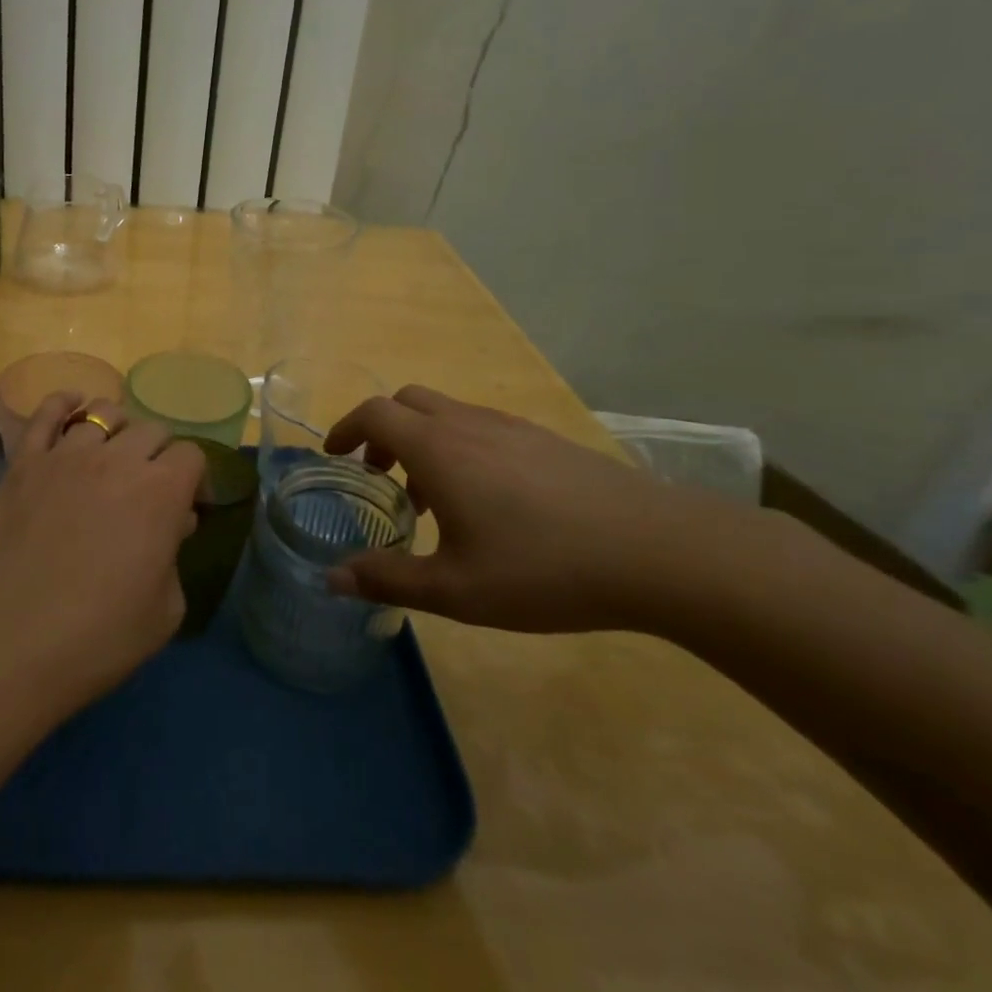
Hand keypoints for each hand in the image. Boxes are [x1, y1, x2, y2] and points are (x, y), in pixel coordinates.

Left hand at [0, 394, 204, 719]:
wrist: (4, 647)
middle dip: (160, 455)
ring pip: (103, 412)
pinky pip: (46, 413)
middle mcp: (117, 460)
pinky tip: (72, 406)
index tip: (188, 509)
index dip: (195, 481)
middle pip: (152, 430)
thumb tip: (172, 525)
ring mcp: (65, 456)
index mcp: (161, 493)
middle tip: (150, 489)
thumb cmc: (95, 639)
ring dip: (118, 430)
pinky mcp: (23, 463)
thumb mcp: (164, 612)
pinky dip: (64, 402)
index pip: (192, 456)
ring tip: (112, 455)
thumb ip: (175, 559)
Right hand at [323, 386, 760, 632]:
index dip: (346, 429)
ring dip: (423, 441)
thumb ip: (387, 580)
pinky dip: (461, 447)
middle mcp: (470, 424)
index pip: (375, 413)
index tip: (335, 458)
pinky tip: (488, 502)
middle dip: (382, 430)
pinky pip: (484, 427)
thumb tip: (331, 579)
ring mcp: (514, 428)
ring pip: (448, 413)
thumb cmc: (544, 569)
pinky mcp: (548, 440)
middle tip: (379, 477)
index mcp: (439, 449)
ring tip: (433, 500)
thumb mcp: (456, 590)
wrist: (660, 552)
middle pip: (408, 401)